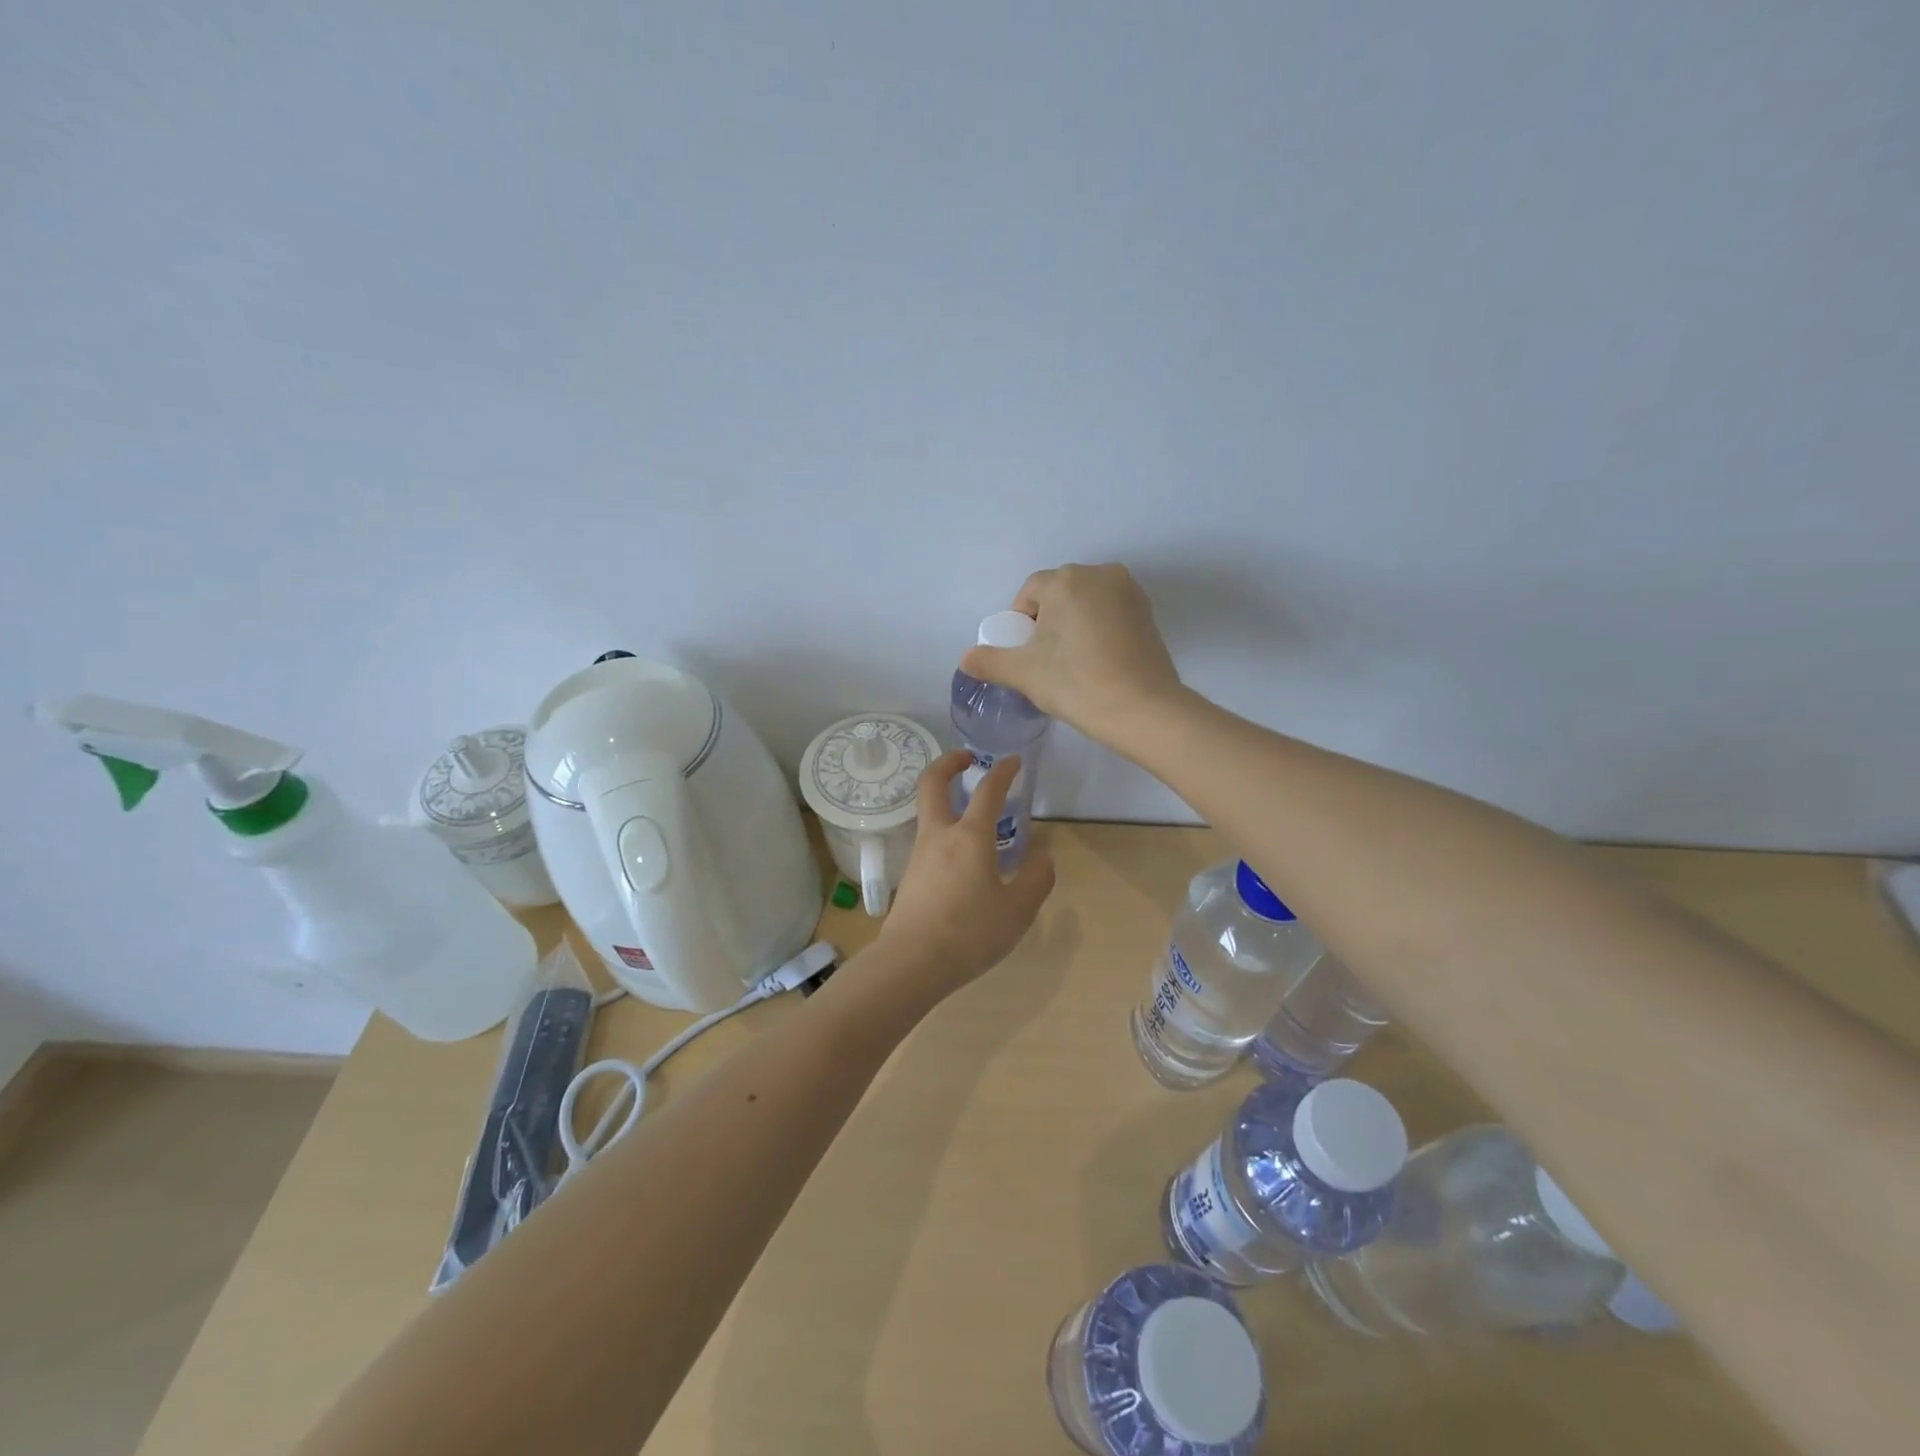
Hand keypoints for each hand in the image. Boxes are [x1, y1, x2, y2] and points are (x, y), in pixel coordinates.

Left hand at [872, 749, 1055, 999]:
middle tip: (967, 759)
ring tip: (972, 813)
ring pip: (927, 812)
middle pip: (932, 783)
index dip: (1003, 771)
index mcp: (970, 837)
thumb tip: (1044, 858)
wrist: (912, 963)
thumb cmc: (970, 932)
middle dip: (948, 763)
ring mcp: (919, 855)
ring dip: (945, 799)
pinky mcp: (909, 876)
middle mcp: (939, 836)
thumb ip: (1035, 881)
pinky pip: (928, 840)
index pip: (988, 791)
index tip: (1013, 760)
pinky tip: (962, 856)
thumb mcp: (1017, 911)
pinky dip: (944, 830)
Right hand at [959, 563, 1183, 745]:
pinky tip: (1099, 661)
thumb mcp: (1024, 674)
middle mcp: (1100, 574)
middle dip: (1047, 621)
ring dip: (1074, 624)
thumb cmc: (1077, 683)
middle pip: (1059, 593)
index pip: (1030, 592)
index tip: (1025, 655)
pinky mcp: (1149, 613)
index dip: (1020, 623)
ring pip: (1086, 602)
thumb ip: (990, 661)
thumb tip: (966, 659)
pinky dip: (1099, 630)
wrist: (1143, 709)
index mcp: (1066, 580)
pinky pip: (1111, 613)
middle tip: (1046, 660)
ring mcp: (1130, 592)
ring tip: (1073, 662)